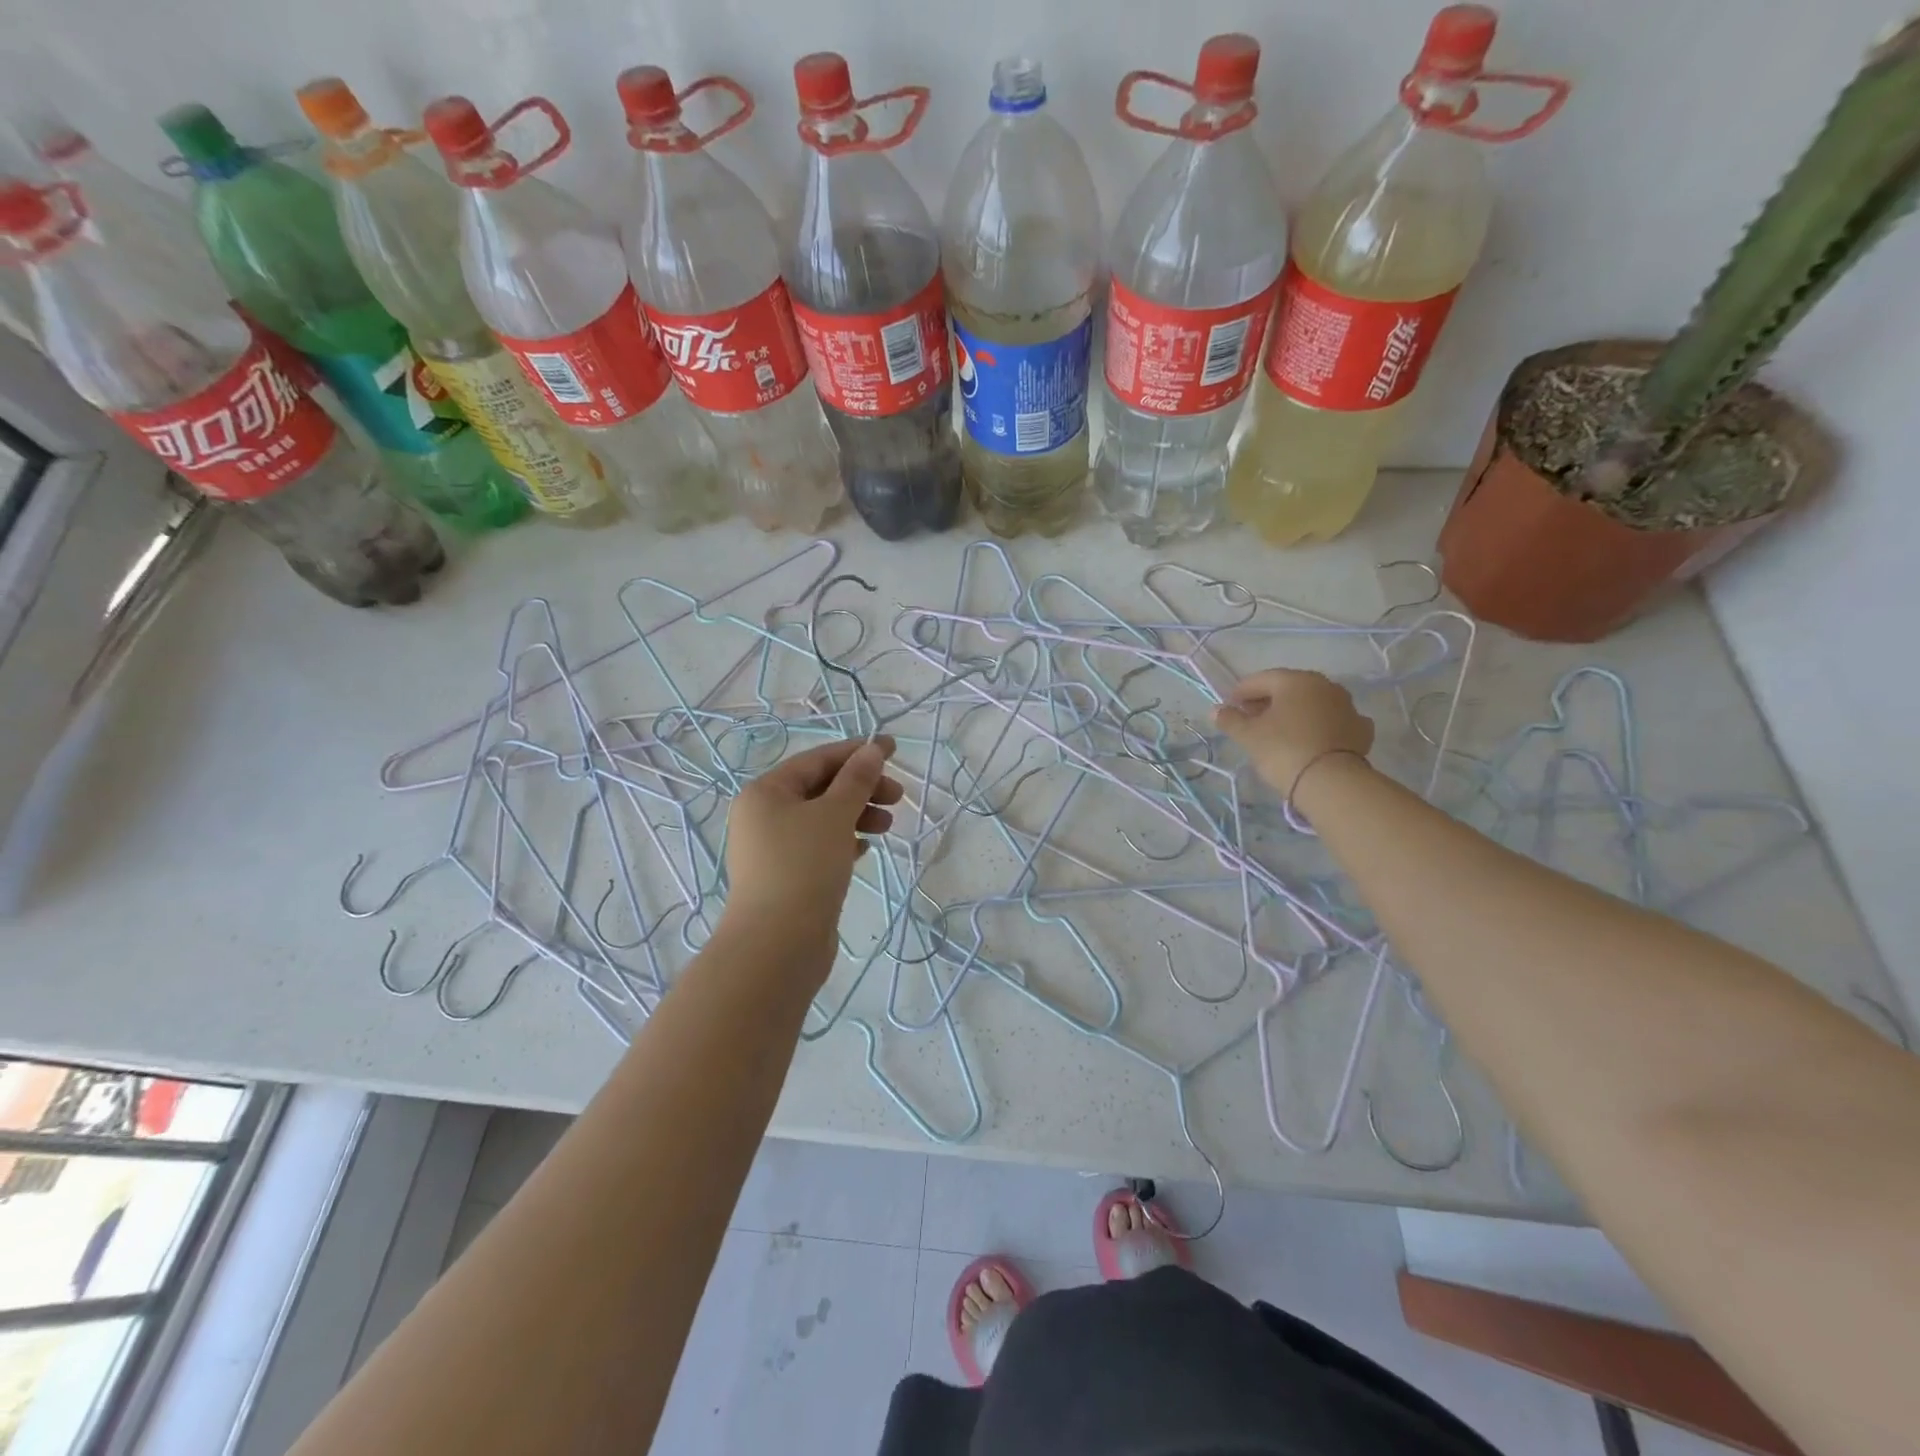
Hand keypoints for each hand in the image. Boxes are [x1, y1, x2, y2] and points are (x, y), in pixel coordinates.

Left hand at [723, 737, 902, 947]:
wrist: (778, 944)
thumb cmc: (804, 867)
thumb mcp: (835, 815)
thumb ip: (857, 779)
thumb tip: (873, 749)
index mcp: (765, 792)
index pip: (816, 760)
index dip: (856, 753)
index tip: (892, 751)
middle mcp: (763, 816)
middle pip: (820, 789)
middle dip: (861, 788)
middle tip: (897, 796)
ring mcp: (773, 849)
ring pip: (822, 819)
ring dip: (857, 815)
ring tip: (887, 825)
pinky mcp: (787, 877)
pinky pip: (819, 847)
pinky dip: (844, 841)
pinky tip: (865, 848)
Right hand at [1213, 669, 1374, 791]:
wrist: (1332, 782)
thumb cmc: (1283, 750)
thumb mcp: (1248, 736)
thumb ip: (1230, 720)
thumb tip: (1217, 710)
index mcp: (1295, 680)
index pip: (1261, 679)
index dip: (1241, 692)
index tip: (1229, 707)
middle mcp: (1325, 685)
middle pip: (1289, 689)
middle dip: (1268, 701)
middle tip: (1251, 718)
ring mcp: (1347, 706)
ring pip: (1313, 704)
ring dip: (1295, 712)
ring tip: (1280, 731)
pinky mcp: (1361, 729)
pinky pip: (1334, 721)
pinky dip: (1320, 726)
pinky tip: (1312, 738)